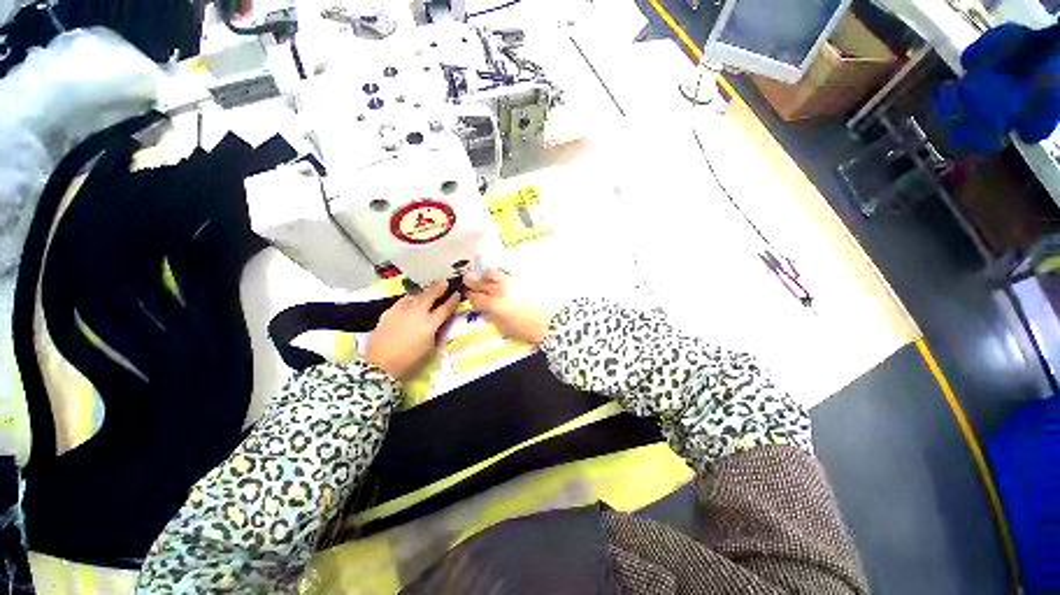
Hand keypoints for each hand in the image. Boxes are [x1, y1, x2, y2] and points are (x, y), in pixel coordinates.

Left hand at [365, 281, 460, 379]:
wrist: (379, 365)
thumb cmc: (409, 361)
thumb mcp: (430, 349)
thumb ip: (437, 333)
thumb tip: (439, 324)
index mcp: (430, 324)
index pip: (446, 308)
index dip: (453, 300)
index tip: (457, 294)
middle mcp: (417, 313)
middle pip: (430, 295)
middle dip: (439, 288)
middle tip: (444, 282)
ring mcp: (401, 310)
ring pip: (415, 295)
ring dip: (424, 292)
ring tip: (428, 290)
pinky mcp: (389, 312)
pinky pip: (403, 301)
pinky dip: (410, 299)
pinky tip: (411, 301)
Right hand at [464, 269, 552, 344]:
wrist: (549, 322)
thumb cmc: (527, 330)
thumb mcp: (504, 328)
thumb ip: (492, 317)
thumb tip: (486, 310)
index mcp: (493, 305)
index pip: (475, 297)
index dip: (470, 297)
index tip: (469, 296)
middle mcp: (499, 290)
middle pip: (479, 282)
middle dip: (471, 281)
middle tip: (467, 279)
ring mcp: (511, 282)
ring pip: (492, 272)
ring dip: (485, 275)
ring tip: (485, 277)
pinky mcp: (521, 279)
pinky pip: (506, 271)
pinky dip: (500, 273)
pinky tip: (501, 277)